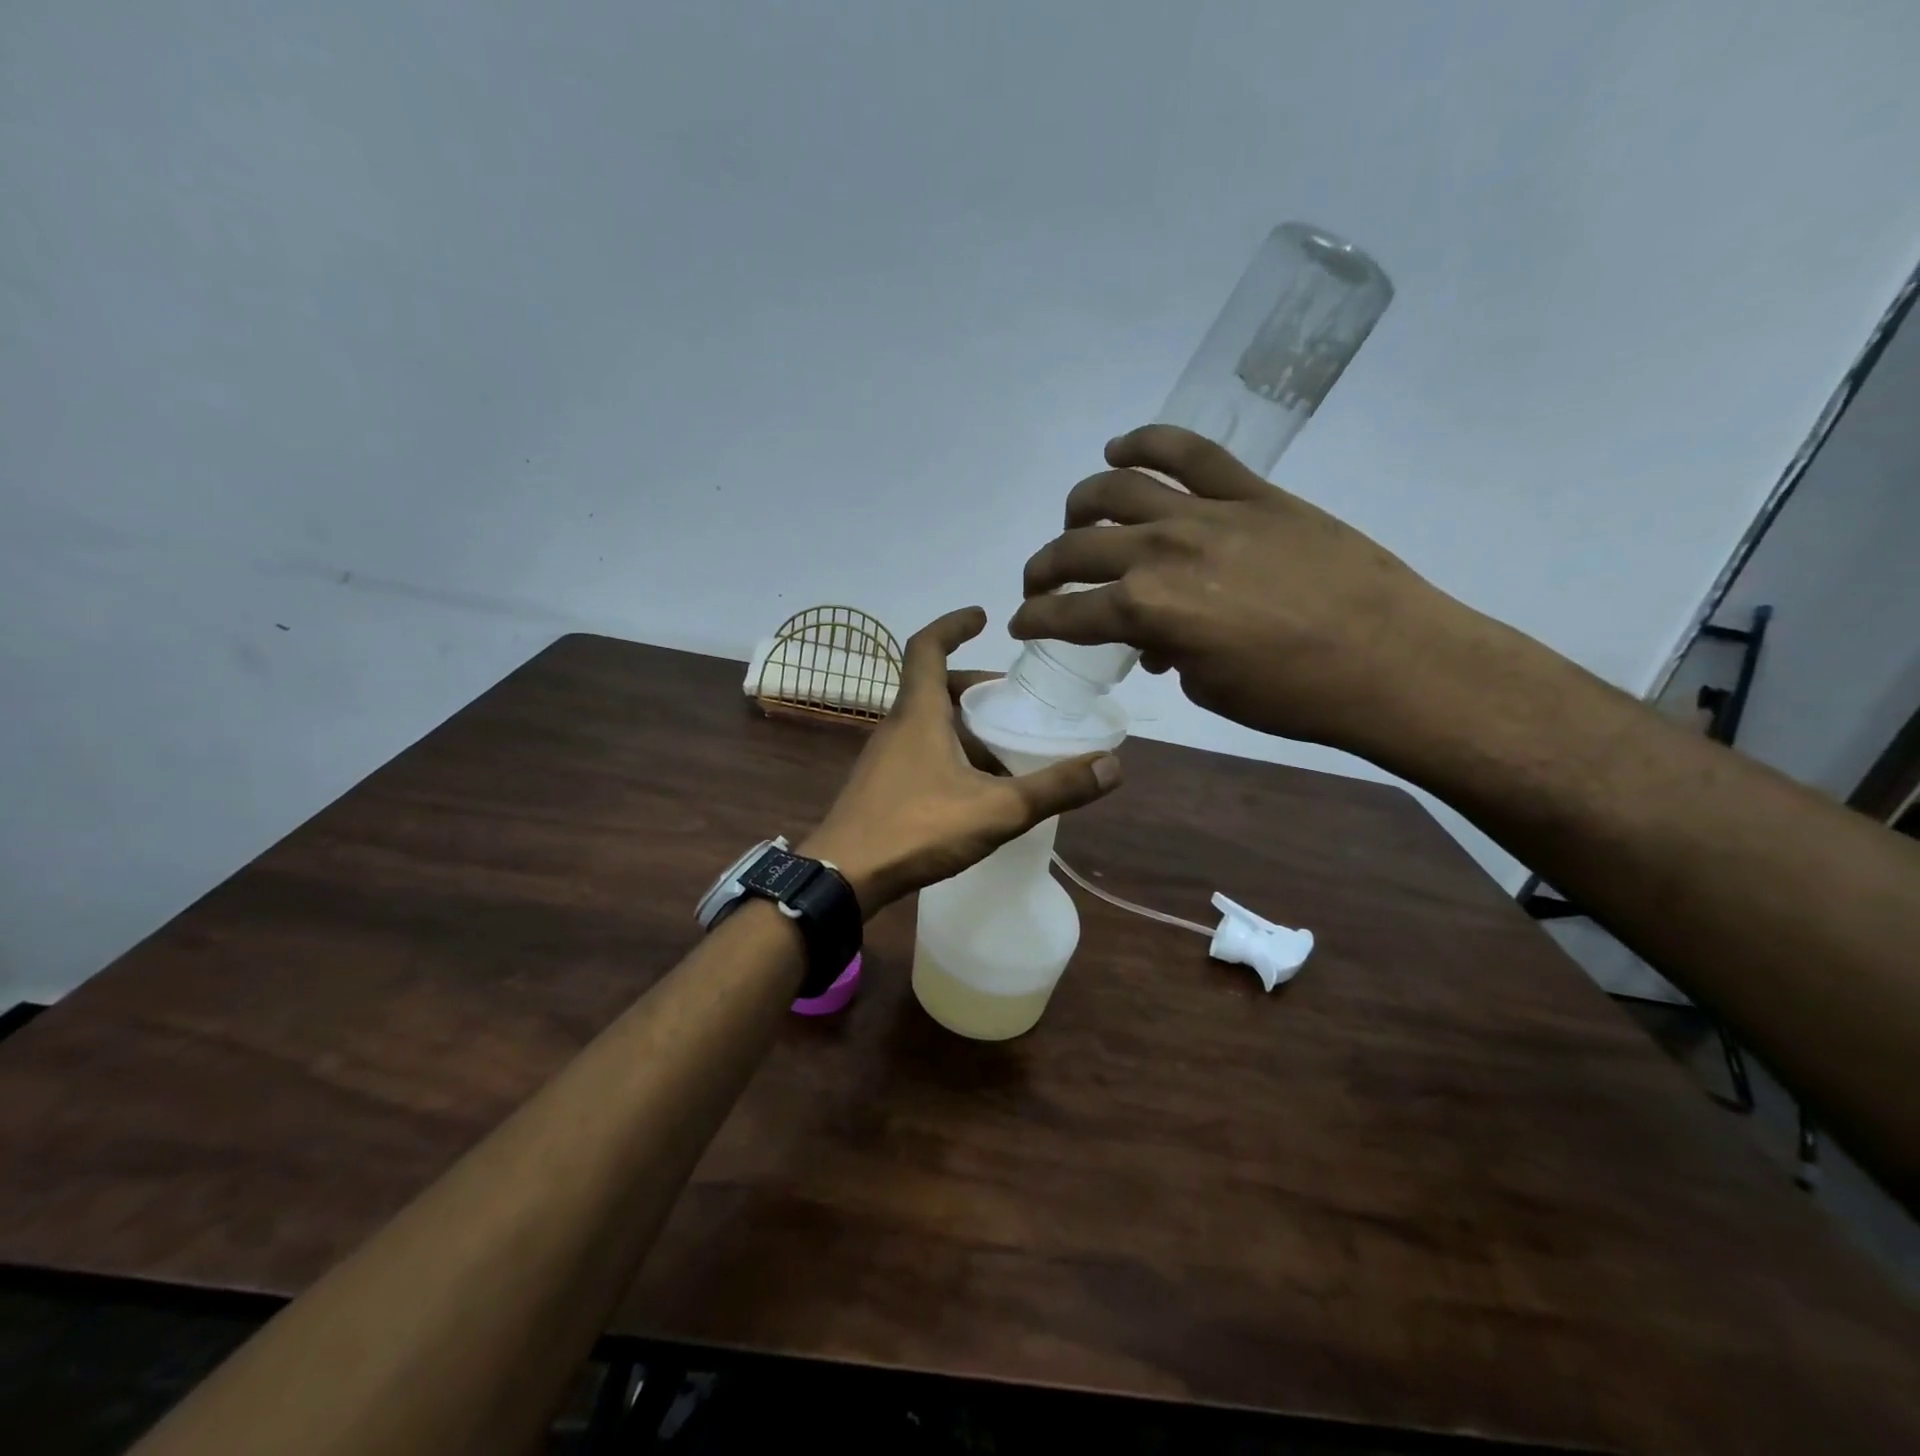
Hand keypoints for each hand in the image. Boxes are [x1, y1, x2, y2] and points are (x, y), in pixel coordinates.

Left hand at [801, 608, 1122, 912]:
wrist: (842, 878)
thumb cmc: (917, 828)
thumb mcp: (996, 809)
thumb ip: (1054, 789)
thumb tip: (1114, 765)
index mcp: (918, 713)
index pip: (927, 647)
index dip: (953, 624)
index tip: (982, 616)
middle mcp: (896, 726)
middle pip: (935, 687)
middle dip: (974, 686)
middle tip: (1012, 700)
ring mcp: (884, 758)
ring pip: (928, 724)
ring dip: (965, 726)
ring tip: (1005, 750)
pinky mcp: (880, 787)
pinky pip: (920, 753)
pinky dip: (950, 754)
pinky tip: (976, 790)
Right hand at [1008, 424, 1475, 755]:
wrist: (1391, 661)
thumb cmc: (1292, 696)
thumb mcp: (1208, 686)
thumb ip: (1167, 652)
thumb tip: (1154, 638)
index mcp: (1147, 611)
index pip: (1067, 613)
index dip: (1035, 620)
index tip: (1022, 623)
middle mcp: (1161, 553)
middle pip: (1077, 548)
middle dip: (1044, 569)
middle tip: (1040, 584)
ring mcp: (1206, 513)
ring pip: (1117, 489)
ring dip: (1081, 505)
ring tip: (1076, 521)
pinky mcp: (1250, 492)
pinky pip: (1189, 450)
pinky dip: (1147, 441)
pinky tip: (1122, 448)